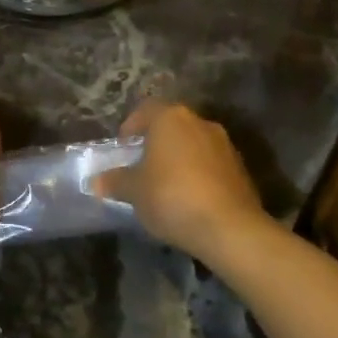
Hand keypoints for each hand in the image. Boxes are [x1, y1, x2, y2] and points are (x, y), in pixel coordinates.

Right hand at [93, 101, 267, 263]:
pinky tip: (189, 198)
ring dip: (178, 159)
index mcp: (171, 118)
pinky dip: (198, 174)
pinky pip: (211, 164)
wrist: (229, 227)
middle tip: (141, 167)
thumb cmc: (171, 197)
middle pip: (172, 126)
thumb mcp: (134, 191)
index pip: (146, 110)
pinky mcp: (240, 168)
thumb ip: (115, 181)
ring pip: (193, 145)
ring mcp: (225, 144)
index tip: (122, 148)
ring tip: (165, 186)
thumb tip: (97, 181)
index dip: (131, 126)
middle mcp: (200, 122)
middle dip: (156, 144)